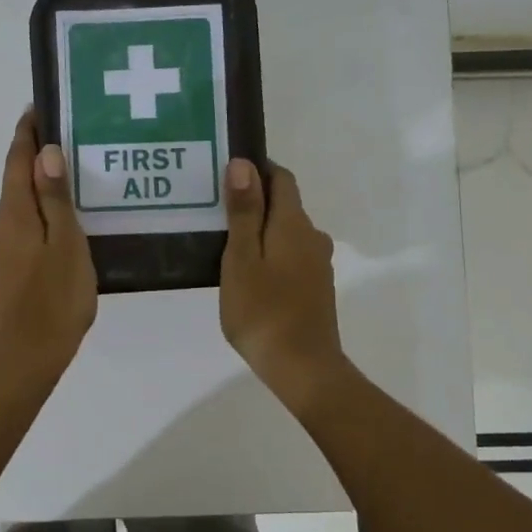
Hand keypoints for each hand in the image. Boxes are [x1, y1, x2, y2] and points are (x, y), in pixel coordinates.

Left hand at [0, 110, 96, 375]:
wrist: (24, 360)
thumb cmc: (54, 300)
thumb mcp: (66, 245)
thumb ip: (55, 199)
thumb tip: (45, 152)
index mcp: (11, 214)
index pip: (16, 160)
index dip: (27, 133)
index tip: (38, 108)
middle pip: (16, 185)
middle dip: (39, 165)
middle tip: (74, 150)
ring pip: (20, 213)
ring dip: (41, 198)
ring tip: (77, 194)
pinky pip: (21, 235)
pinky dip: (39, 225)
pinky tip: (62, 235)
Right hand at [220, 158, 348, 412]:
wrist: (303, 367)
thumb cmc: (263, 311)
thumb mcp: (242, 259)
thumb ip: (244, 211)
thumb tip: (244, 164)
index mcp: (293, 223)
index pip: (281, 178)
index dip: (257, 170)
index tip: (226, 174)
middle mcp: (311, 236)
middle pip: (284, 205)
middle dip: (253, 201)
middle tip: (214, 211)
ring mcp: (317, 264)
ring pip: (286, 232)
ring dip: (260, 230)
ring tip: (224, 243)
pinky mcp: (315, 287)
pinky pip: (290, 255)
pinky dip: (270, 253)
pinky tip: (247, 273)